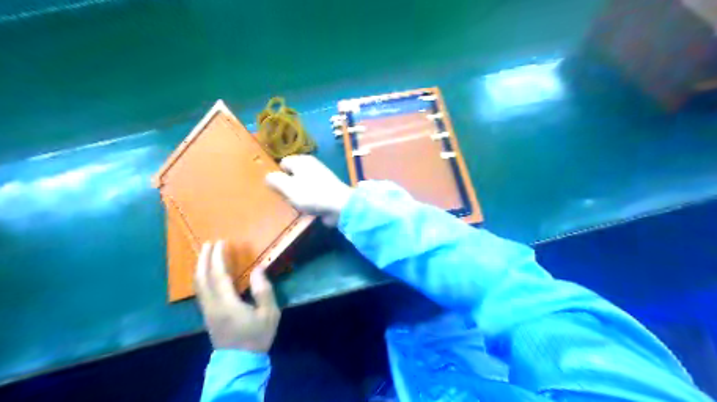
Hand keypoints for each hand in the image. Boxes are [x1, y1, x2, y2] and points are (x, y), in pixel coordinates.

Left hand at [195, 242, 279, 350]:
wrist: (240, 362)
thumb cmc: (257, 336)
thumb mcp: (268, 313)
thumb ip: (263, 290)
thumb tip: (258, 269)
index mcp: (227, 303)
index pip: (218, 275)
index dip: (217, 257)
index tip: (220, 242)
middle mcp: (212, 305)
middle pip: (202, 278)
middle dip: (204, 259)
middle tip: (208, 243)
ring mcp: (207, 311)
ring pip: (198, 285)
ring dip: (200, 267)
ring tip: (205, 255)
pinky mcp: (207, 316)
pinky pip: (200, 291)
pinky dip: (201, 278)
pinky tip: (206, 274)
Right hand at [265, 155, 353, 226]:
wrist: (340, 206)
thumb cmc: (311, 194)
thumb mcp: (288, 187)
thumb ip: (275, 180)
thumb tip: (268, 176)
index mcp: (302, 160)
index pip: (282, 163)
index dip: (277, 175)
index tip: (274, 188)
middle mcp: (311, 166)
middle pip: (292, 174)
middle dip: (286, 186)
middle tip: (282, 198)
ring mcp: (320, 178)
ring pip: (301, 185)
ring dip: (296, 195)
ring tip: (292, 205)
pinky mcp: (326, 190)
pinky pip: (310, 194)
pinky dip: (307, 200)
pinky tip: (303, 209)